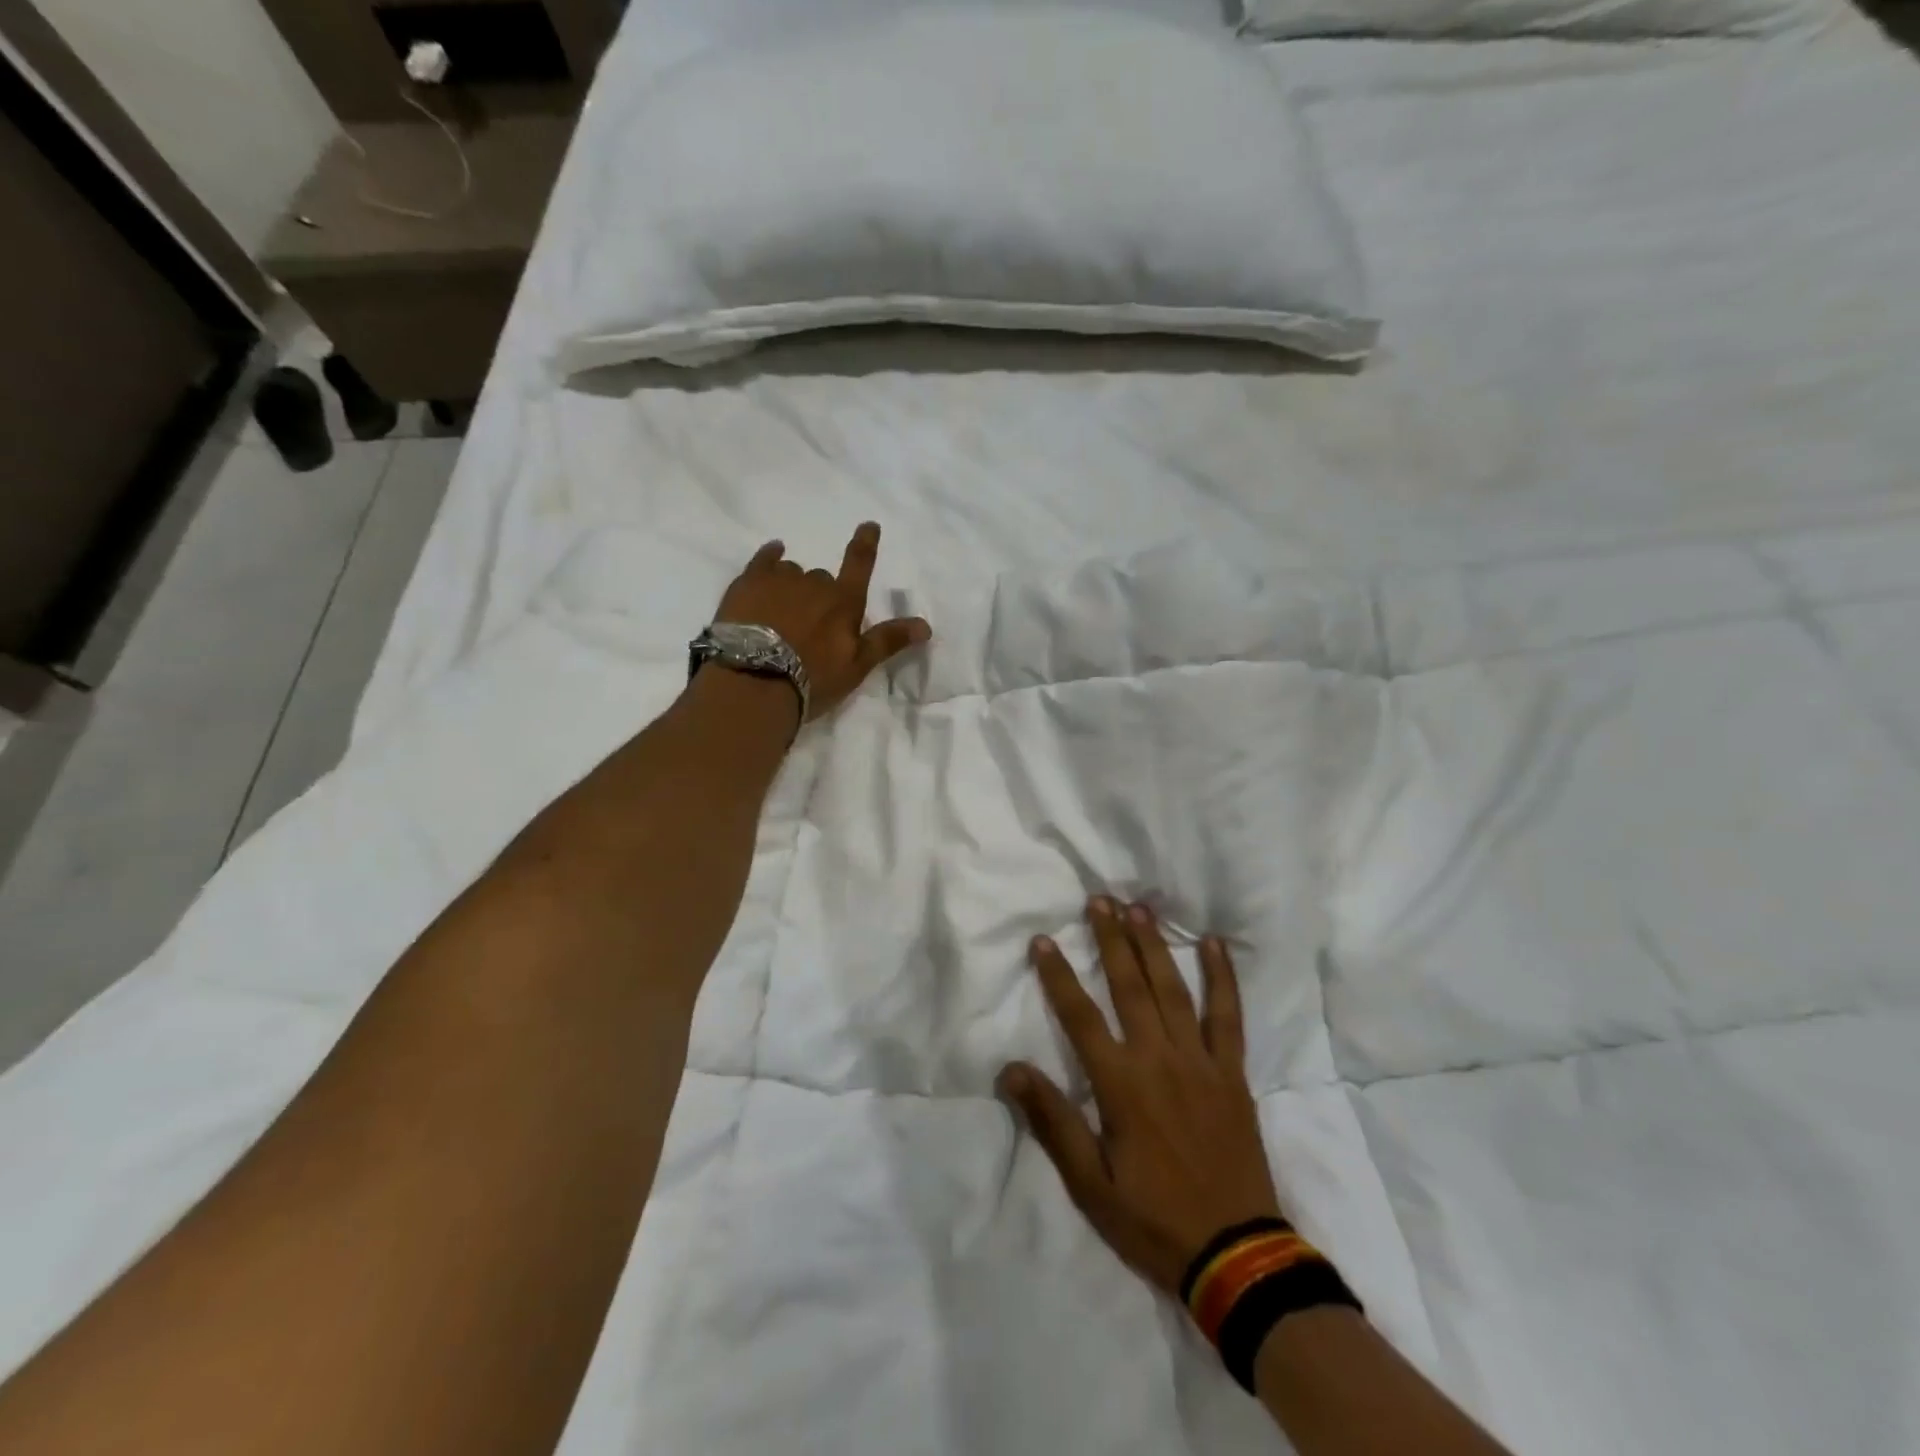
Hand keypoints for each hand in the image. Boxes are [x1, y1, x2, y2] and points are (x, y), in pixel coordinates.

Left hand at [714, 523, 931, 720]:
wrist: (754, 682)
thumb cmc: (812, 678)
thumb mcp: (856, 666)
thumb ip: (888, 641)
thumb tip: (926, 625)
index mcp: (844, 602)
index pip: (860, 564)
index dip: (866, 543)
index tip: (869, 525)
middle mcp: (815, 583)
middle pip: (823, 579)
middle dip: (822, 596)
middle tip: (811, 626)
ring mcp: (780, 580)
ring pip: (793, 572)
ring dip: (794, 586)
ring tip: (782, 613)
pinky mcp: (748, 583)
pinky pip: (764, 559)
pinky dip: (770, 557)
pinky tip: (772, 556)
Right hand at [999, 897, 1282, 1296]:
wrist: (1237, 1255)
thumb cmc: (1154, 1220)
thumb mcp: (1090, 1184)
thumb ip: (1052, 1121)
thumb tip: (1011, 1069)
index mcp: (1121, 1085)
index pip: (1080, 1016)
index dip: (1058, 976)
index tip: (1043, 941)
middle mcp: (1159, 1060)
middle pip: (1130, 987)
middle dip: (1111, 940)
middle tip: (1099, 900)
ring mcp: (1201, 1062)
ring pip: (1173, 990)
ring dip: (1154, 946)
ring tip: (1139, 909)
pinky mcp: (1231, 1073)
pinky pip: (1228, 1016)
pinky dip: (1222, 979)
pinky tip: (1215, 945)